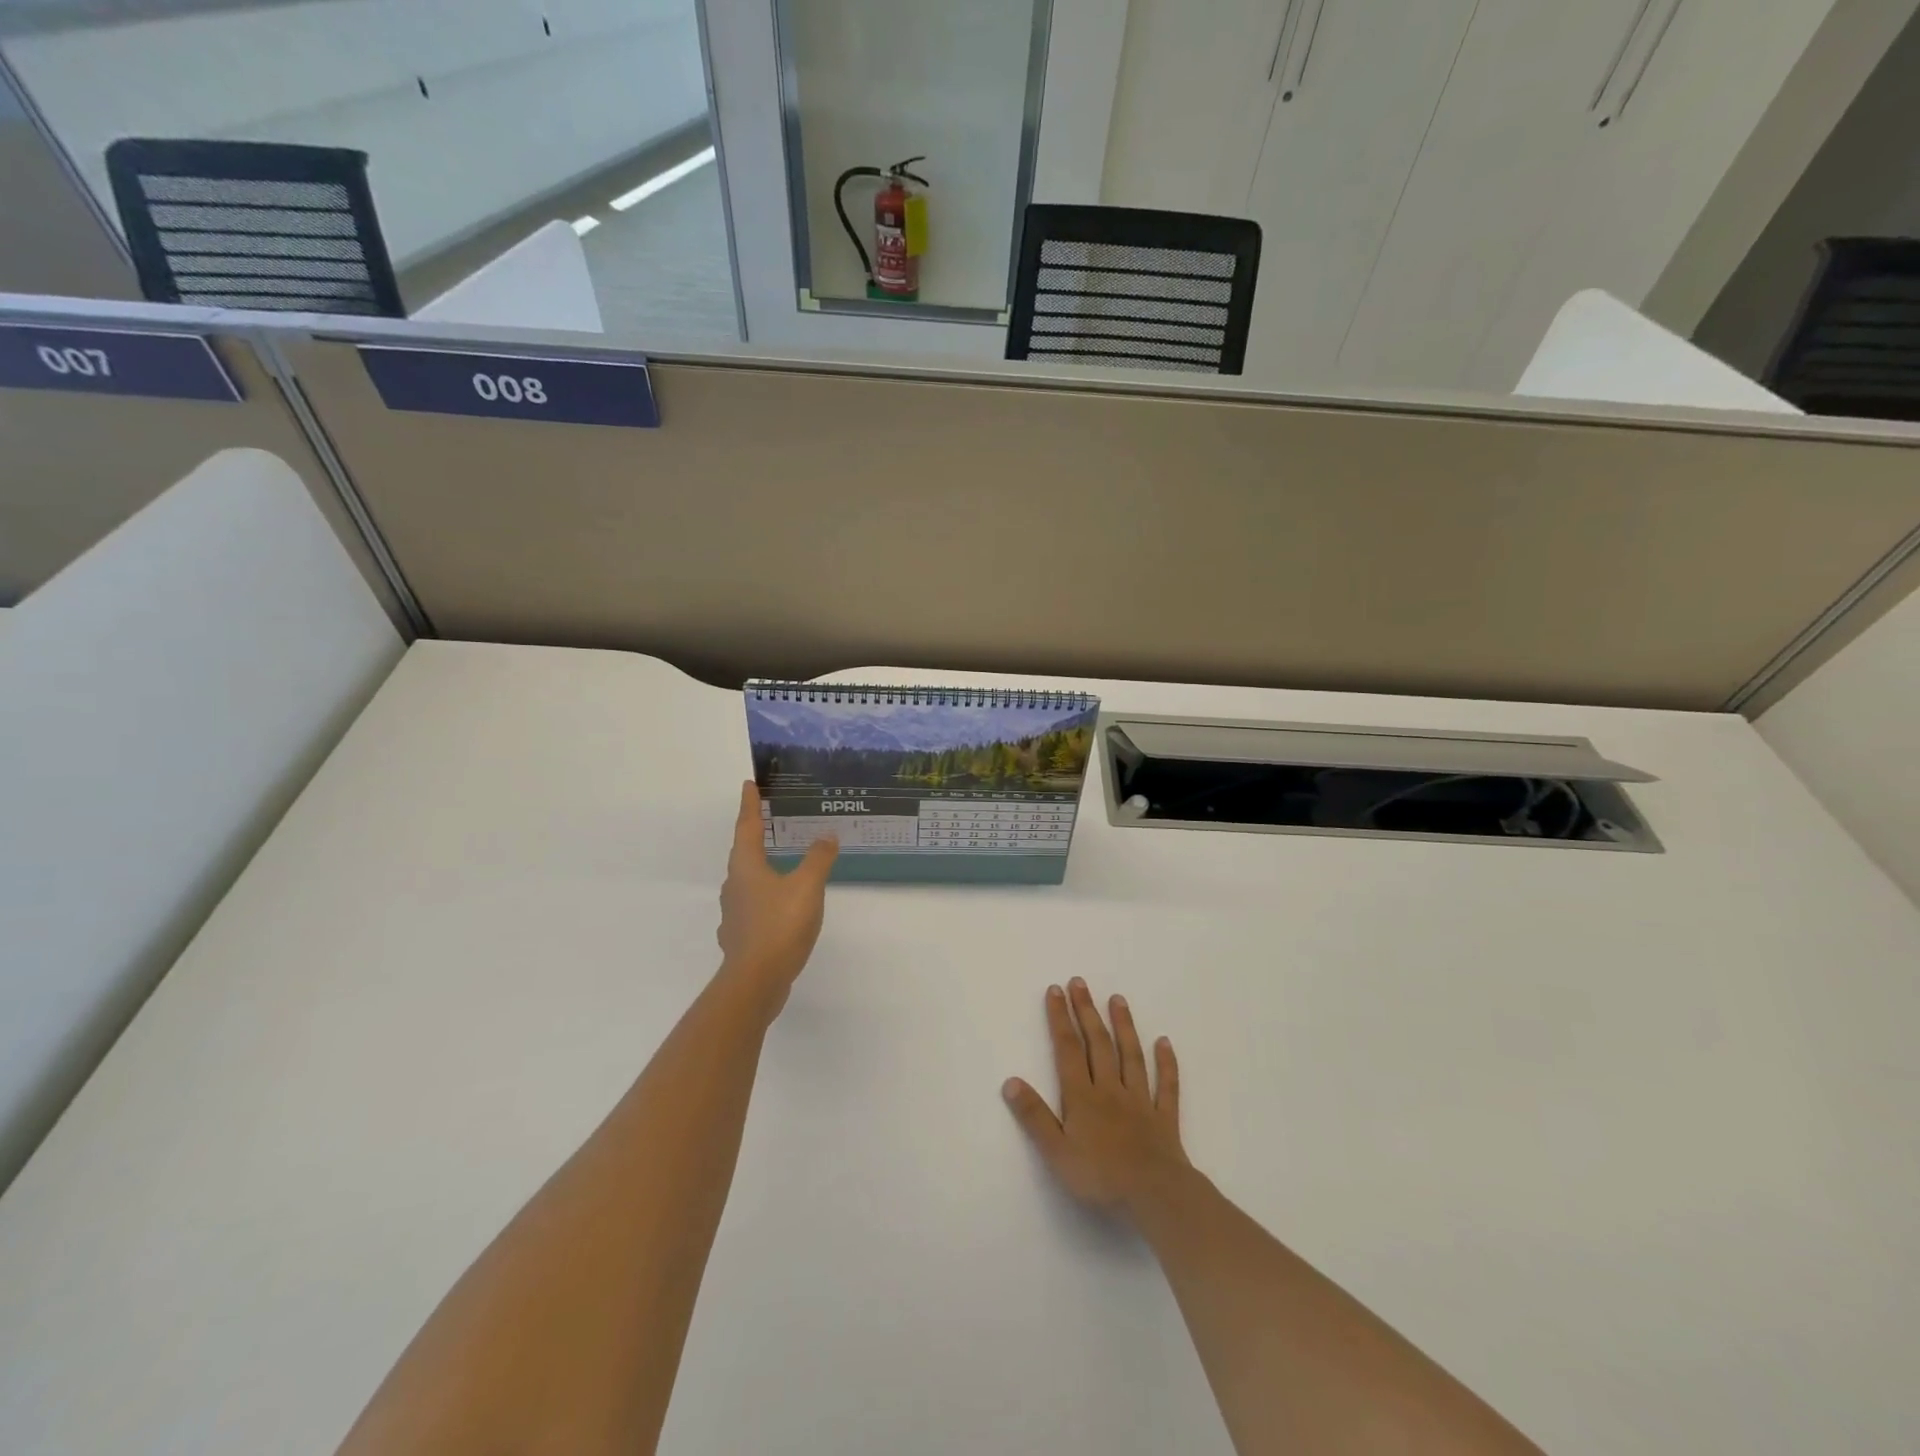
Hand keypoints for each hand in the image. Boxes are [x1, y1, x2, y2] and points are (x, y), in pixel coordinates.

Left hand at [715, 781, 836, 1019]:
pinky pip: (753, 907)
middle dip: (755, 835)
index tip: (749, 785)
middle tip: (769, 821)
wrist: (756, 981)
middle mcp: (734, 885)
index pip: (748, 827)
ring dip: (761, 868)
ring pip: (748, 881)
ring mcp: (734, 913)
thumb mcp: (807, 887)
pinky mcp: (741, 937)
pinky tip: (778, 908)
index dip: (750, 805)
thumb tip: (826, 835)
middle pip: (743, 853)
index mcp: (746, 867)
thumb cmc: (779, 925)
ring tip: (781, 863)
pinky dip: (765, 899)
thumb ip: (818, 859)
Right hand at [1003, 977, 1188, 1220]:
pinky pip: (1166, 1085)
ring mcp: (1140, 1101)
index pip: (1068, 1050)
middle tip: (1080, 983)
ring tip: (1118, 999)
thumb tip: (1011, 1081)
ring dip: (1124, 1026)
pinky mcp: (1164, 1118)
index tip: (1056, 990)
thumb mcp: (1056, 1152)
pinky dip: (1166, 1063)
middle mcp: (1110, 1090)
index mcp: (1083, 1097)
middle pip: (1098, 1044)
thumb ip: (1034, 1117)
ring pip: (1131, 1056)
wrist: (1155, 1198)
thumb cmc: (1100, 1178)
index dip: (1060, 1019)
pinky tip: (1164, 1042)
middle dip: (1087, 1011)